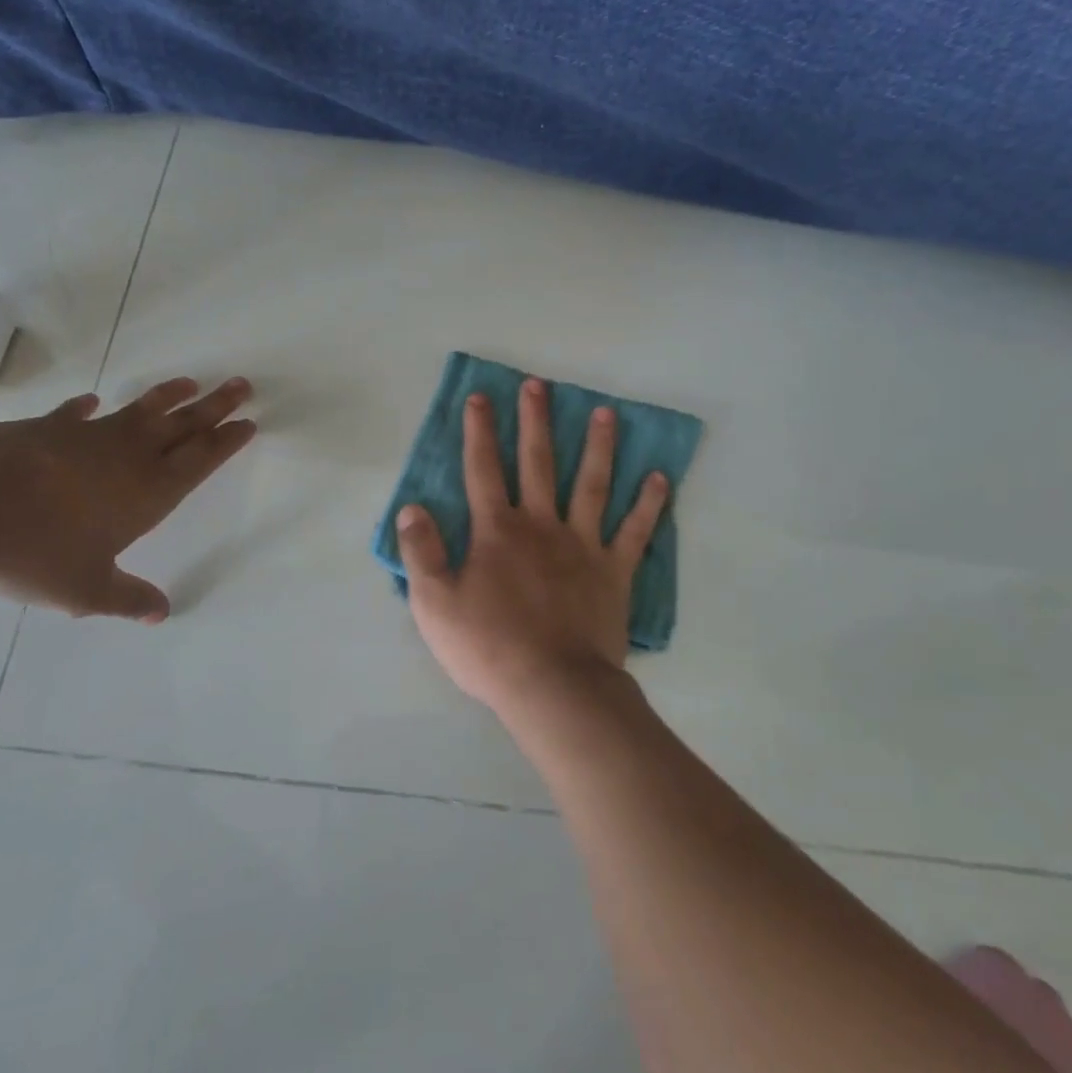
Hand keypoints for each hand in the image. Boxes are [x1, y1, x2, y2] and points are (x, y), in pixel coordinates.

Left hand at [0, 377, 254, 621]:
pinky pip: (77, 414)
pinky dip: (88, 408)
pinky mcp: (48, 427)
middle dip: (216, 407)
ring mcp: (90, 436)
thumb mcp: (86, 589)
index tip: (248, 423)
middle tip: (241, 386)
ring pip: (142, 410)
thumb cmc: (36, 549)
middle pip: (184, 425)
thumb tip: (162, 614)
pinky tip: (91, 402)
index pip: (201, 459)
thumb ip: (127, 598)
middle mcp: (130, 456)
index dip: (227, 441)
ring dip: (169, 397)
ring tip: (190, 382)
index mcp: (150, 491)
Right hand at [395, 378, 669, 715]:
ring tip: (605, 412)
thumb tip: (412, 508)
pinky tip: (659, 477)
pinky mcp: (614, 571)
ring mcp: (583, 545)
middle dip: (535, 422)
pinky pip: (635, 531)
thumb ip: (422, 552)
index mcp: (497, 531)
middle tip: (539, 385)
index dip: (479, 432)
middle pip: (538, 463)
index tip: (480, 398)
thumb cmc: (489, 647)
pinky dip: (648, 504)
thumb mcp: (434, 603)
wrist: (552, 686)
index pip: (483, 470)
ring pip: (592, 484)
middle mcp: (541, 525)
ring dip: (598, 446)